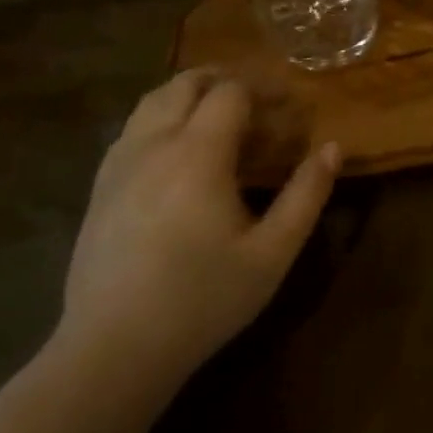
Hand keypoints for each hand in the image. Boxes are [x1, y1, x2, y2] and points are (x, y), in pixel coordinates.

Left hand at [56, 70, 337, 394]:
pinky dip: (161, 118)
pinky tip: (177, 151)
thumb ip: (306, 195)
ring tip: (219, 117)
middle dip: (225, 79)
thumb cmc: (202, 300)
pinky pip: (131, 129)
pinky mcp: (99, 187)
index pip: (231, 91)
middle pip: (187, 83)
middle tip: (257, 102)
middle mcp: (154, 144)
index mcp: (198, 153)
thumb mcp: (272, 253)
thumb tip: (333, 148)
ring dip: (190, 94)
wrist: (112, 353)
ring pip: (153, 100)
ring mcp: (119, 164)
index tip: (289, 106)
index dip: (264, 89)